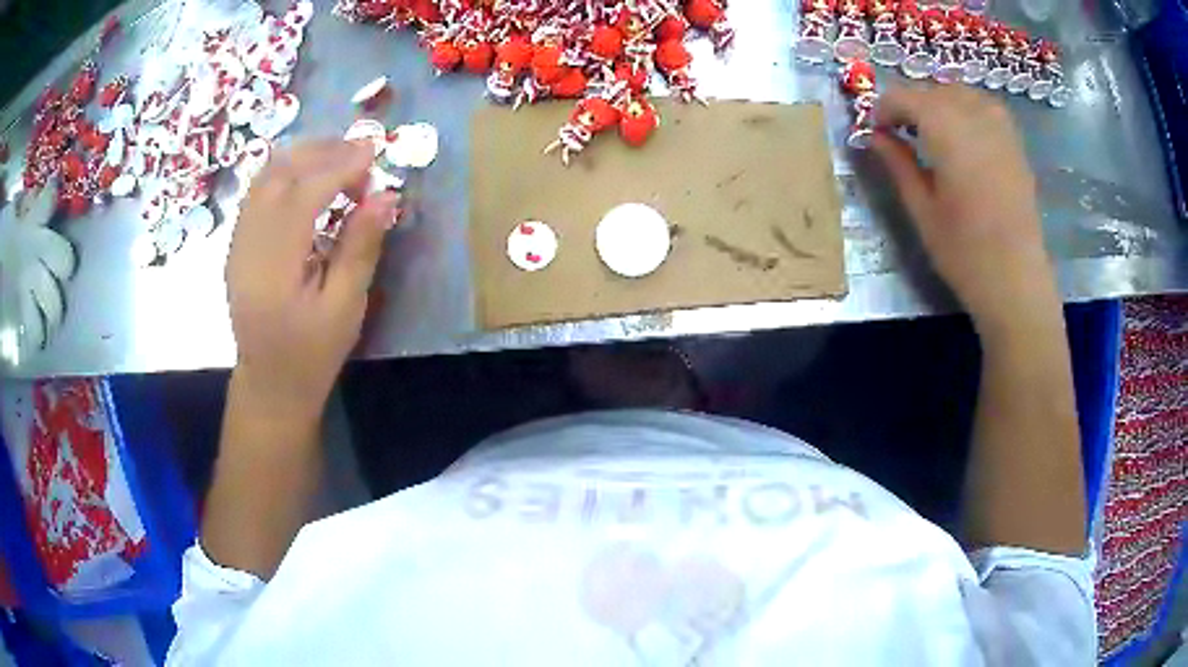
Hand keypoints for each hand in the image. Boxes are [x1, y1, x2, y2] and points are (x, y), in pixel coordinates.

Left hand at [226, 140, 399, 419]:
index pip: (304, 195)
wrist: (268, 384)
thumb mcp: (345, 309)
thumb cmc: (311, 354)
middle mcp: (248, 245)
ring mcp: (237, 242)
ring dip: (303, 156)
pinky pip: (258, 190)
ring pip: (264, 176)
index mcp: (274, 268)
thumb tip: (385, 195)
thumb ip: (360, 248)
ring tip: (339, 157)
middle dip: (322, 152)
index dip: (340, 166)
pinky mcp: (238, 242)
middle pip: (278, 174)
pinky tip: (310, 177)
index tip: (375, 151)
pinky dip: (287, 172)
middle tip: (361, 151)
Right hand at [872, 86, 1059, 334]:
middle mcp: (974, 116)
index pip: (904, 96)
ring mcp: (1000, 127)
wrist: (1017, 282)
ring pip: (960, 92)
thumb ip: (898, 164)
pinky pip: (985, 106)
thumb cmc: (965, 253)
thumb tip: (874, 136)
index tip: (875, 131)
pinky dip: (966, 109)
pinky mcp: (1015, 143)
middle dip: (911, 105)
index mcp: (946, 130)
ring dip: (939, 103)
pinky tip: (962, 135)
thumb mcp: (922, 210)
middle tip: (900, 134)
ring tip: (931, 133)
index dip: (884, 108)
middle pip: (932, 90)